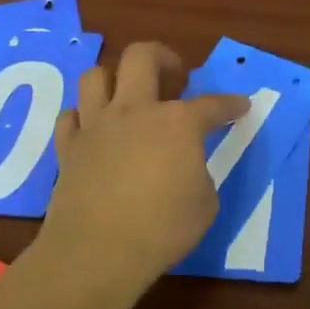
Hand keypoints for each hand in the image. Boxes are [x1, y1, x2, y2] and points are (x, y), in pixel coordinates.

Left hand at [43, 42, 250, 285]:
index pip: (212, 104)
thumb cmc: (162, 229)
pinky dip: (83, 118)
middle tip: (175, 77)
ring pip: (96, 76)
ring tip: (128, 97)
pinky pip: (70, 116)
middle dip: (163, 57)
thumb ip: (199, 174)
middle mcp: (134, 110)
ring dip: (115, 79)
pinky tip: (94, 131)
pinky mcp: (68, 147)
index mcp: (177, 122)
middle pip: (141, 56)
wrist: (97, 252)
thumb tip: (185, 168)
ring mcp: (96, 125)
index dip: (231, 104)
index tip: (241, 106)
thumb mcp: (205, 204)